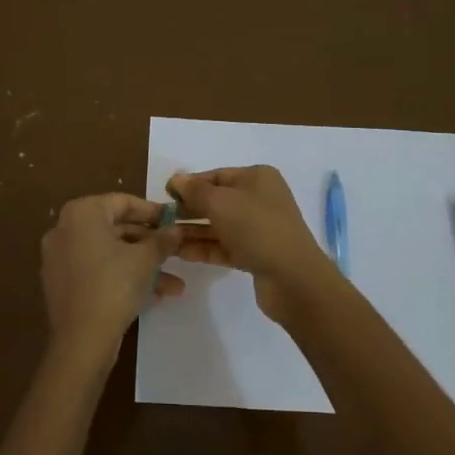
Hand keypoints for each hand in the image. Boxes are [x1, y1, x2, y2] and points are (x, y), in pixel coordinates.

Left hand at [41, 194, 184, 359]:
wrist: (82, 340)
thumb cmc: (114, 286)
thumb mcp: (146, 259)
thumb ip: (163, 239)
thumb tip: (177, 230)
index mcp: (82, 213)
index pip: (123, 202)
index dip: (153, 211)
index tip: (175, 221)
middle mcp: (65, 229)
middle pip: (116, 228)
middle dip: (150, 244)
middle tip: (176, 252)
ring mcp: (60, 257)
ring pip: (110, 254)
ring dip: (143, 266)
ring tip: (175, 285)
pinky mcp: (62, 283)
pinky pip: (97, 271)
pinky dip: (122, 277)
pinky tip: (154, 296)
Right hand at [166, 167, 340, 322]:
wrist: (293, 278)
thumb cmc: (257, 228)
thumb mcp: (221, 203)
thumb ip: (195, 191)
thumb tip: (176, 178)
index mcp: (257, 178)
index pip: (216, 176)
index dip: (189, 184)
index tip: (164, 195)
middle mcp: (259, 199)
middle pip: (216, 201)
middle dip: (189, 210)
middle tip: (161, 220)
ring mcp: (259, 229)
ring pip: (219, 226)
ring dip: (193, 231)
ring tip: (165, 239)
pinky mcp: (256, 255)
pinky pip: (224, 247)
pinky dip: (204, 248)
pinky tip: (180, 254)